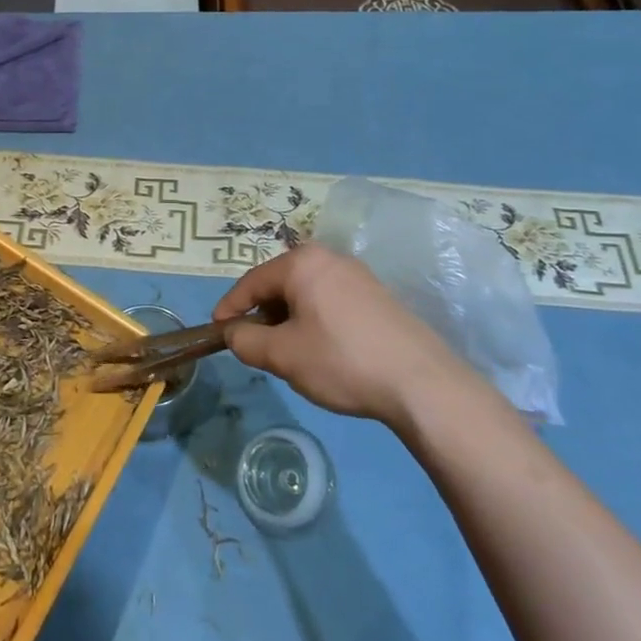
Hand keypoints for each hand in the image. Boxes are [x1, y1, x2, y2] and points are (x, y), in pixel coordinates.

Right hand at [214, 244, 474, 424]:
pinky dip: (315, 319)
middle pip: (280, 283)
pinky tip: (323, 350)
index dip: (230, 307)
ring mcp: (358, 275)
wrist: (422, 383)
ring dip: (289, 318)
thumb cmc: (341, 360)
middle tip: (255, 345)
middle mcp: (329, 258)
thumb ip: (246, 341)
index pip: (252, 281)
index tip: (218, 331)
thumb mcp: (283, 355)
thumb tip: (234, 333)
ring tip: (288, 352)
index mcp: (302, 263)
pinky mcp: (378, 295)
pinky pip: (330, 300)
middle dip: (263, 314)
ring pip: (306, 293)